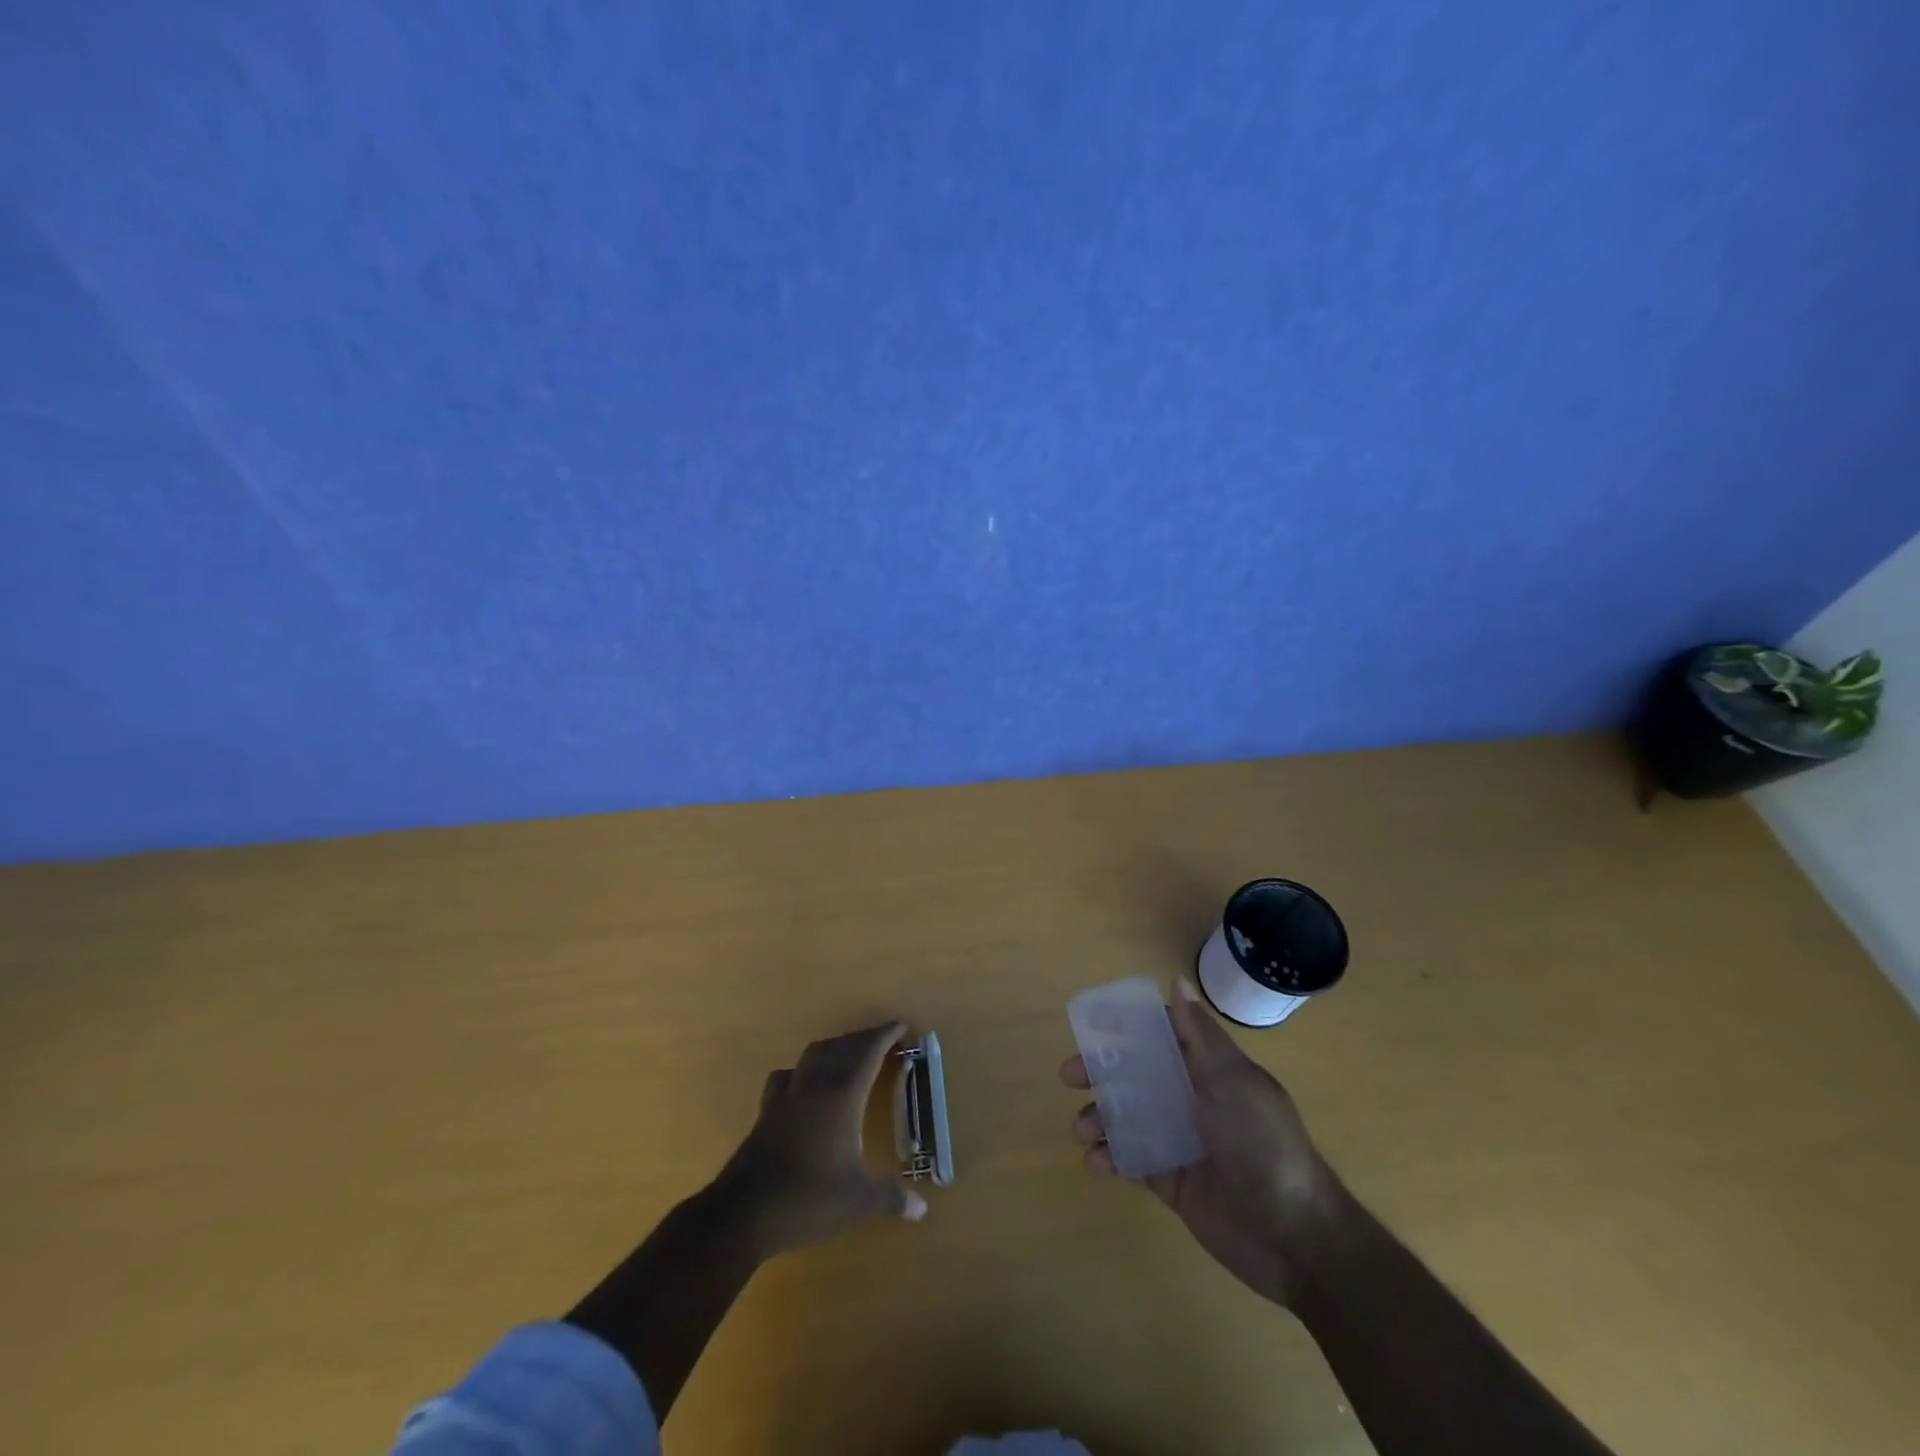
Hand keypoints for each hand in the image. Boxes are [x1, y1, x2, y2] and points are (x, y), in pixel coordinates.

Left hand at [719, 1021, 927, 1259]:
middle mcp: (815, 1085)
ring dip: (835, 1047)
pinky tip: (804, 1082)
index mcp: (842, 1096)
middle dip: (864, 1039)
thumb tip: (922, 1209)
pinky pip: (787, 1075)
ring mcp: (788, 1095)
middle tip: (883, 1041)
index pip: (868, 1053)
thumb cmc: (808, 1198)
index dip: (885, 1036)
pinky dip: (803, 1070)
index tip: (901, 1026)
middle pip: (842, 1047)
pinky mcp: (767, 1110)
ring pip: (814, 1054)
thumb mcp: (857, 1201)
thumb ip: (891, 1198)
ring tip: (849, 1054)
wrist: (744, 1212)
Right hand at [1061, 977, 1345, 1304]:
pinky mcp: (1171, 1180)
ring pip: (1127, 1115)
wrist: (1293, 1235)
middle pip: (1135, 1074)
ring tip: (1083, 1130)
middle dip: (1100, 1071)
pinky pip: (1131, 1159)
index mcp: (1208, 1069)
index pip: (1162, 1035)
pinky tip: (1095, 1162)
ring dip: (1100, 1117)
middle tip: (1069, 1076)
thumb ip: (1199, 1034)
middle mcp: (1191, 1098)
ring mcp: (1180, 1140)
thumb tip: (1177, 981)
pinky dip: (1109, 1157)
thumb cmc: (1261, 1142)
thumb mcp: (1232, 1080)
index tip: (1091, 1024)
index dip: (1127, 1026)